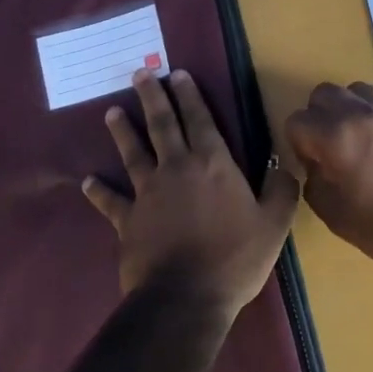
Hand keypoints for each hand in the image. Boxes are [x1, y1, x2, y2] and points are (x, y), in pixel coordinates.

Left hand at [83, 69, 300, 319]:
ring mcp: (147, 193)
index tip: (178, 74)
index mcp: (213, 165)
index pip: (200, 120)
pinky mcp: (127, 220)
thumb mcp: (274, 225)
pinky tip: (88, 182)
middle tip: (141, 75)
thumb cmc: (235, 258)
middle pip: (162, 126)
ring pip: (133, 154)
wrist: (186, 297)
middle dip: (152, 98)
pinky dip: (99, 191)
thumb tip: (283, 166)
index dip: (189, 96)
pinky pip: (110, 201)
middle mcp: (176, 169)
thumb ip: (281, 191)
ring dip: (122, 131)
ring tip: (112, 112)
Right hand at [284, 82, 372, 276]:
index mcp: (335, 138)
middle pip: (324, 93)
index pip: (297, 121)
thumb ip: (314, 181)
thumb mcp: (333, 215)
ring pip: (359, 89)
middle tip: (329, 145)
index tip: (310, 162)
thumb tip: (316, 164)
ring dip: (351, 108)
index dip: (298, 143)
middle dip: (318, 117)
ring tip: (360, 135)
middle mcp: (362, 114)